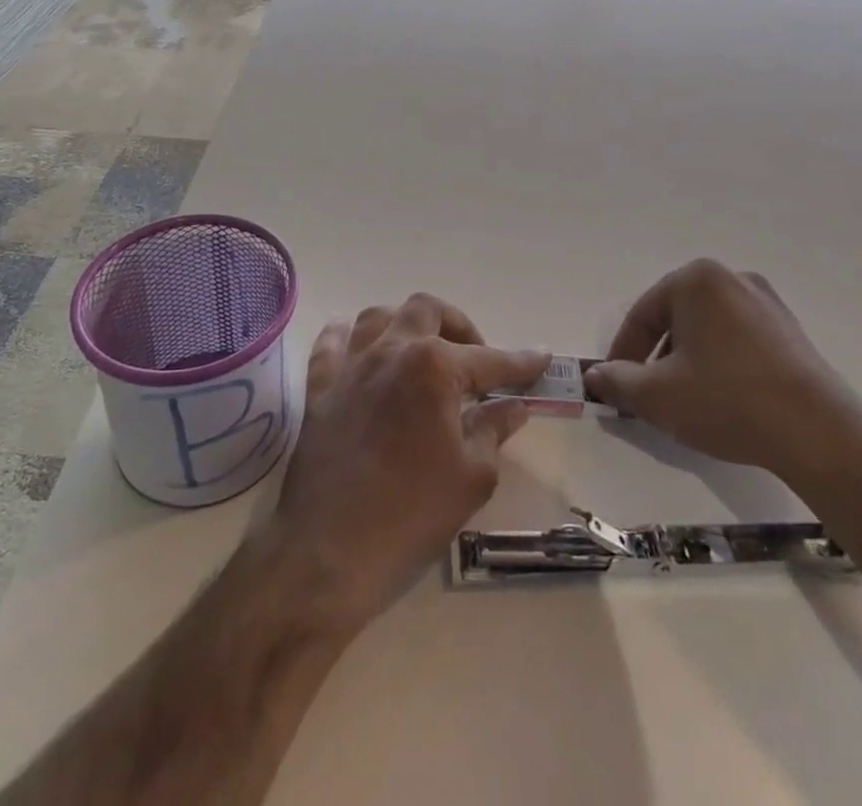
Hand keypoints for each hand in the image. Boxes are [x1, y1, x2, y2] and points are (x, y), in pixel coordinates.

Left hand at [271, 295, 547, 631]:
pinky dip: (347, 335)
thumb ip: (494, 429)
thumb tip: (513, 406)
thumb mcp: (472, 476)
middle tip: (474, 359)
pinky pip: (331, 343)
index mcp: (434, 367)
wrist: (330, 550)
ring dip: (406, 323)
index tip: (541, 357)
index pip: (488, 359)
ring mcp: (350, 365)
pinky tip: (359, 345)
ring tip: (422, 350)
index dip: (519, 362)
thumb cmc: (411, 513)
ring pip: (378, 316)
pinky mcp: (319, 387)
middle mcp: (391, 350)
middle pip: (427, 311)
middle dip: (458, 325)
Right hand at [583, 259, 857, 478]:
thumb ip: (617, 381)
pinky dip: (720, 362)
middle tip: (647, 393)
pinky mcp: (791, 332)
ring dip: (687, 359)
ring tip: (684, 400)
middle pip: (676, 317)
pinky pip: (738, 340)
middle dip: (656, 355)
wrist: (820, 435)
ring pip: (707, 329)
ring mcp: (767, 303)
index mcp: (697, 279)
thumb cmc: (727, 400)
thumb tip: (595, 376)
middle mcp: (732, 278)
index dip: (623, 353)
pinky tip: (722, 398)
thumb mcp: (657, 395)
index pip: (643, 314)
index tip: (615, 386)